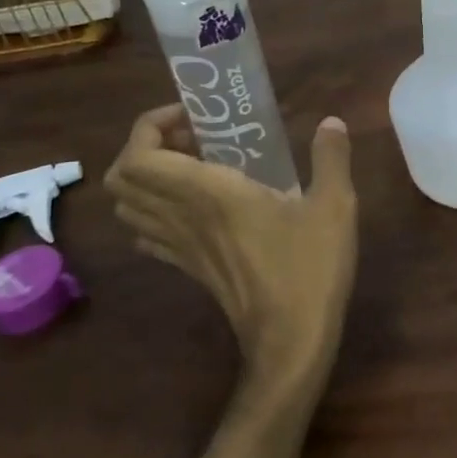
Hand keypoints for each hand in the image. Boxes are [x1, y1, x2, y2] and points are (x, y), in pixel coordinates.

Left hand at [105, 106, 358, 391]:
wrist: (290, 341)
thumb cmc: (309, 268)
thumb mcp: (334, 205)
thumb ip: (331, 156)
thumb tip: (332, 122)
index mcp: (208, 193)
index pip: (140, 156)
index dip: (150, 126)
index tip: (191, 115)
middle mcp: (182, 216)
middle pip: (122, 179)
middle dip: (145, 146)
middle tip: (191, 135)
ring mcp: (180, 247)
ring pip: (128, 207)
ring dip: (147, 177)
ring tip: (193, 163)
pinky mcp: (188, 268)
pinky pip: (148, 232)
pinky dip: (156, 209)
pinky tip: (196, 204)